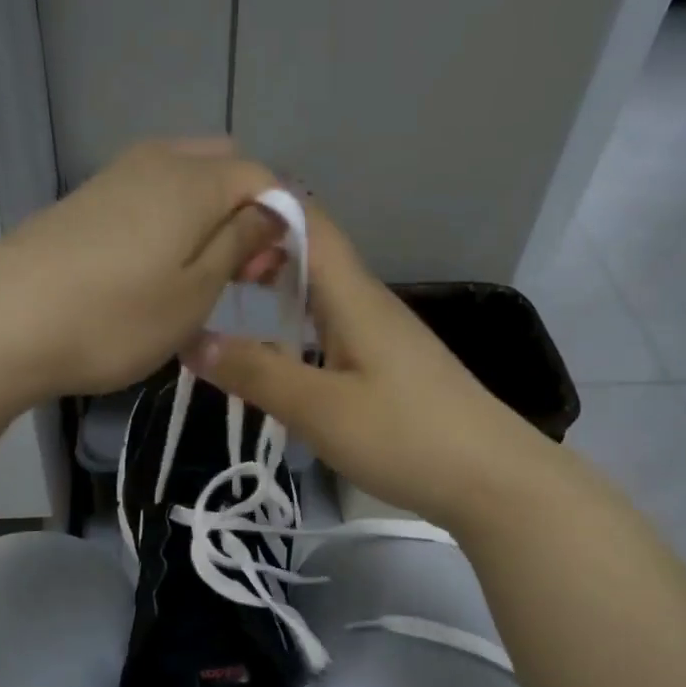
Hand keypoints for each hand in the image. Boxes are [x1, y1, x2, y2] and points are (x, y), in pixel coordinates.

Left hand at [0, 139, 286, 399]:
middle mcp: (156, 161)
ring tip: (197, 280)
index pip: (264, 179)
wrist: (4, 323)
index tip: (270, 274)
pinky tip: (153, 271)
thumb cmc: (116, 318)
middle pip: (222, 170)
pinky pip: (147, 199)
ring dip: (205, 221)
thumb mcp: (196, 292)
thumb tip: (272, 212)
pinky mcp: (84, 202)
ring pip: (182, 183)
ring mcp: (114, 177)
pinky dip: (167, 226)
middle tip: (238, 273)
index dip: (281, 223)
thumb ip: (240, 244)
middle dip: (243, 214)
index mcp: (194, 179)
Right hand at [190, 204, 548, 530]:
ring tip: (226, 307)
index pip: (308, 220)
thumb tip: (192, 341)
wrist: (493, 480)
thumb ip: (257, 373)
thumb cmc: (406, 437)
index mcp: (353, 295)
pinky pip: (332, 329)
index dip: (260, 206)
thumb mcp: (320, 409)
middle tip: (204, 276)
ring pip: (321, 294)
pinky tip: (277, 359)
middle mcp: (368, 303)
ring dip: (276, 291)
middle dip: (258, 251)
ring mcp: (382, 336)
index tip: (207, 225)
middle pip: (312, 253)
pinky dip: (297, 329)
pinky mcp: (389, 368)